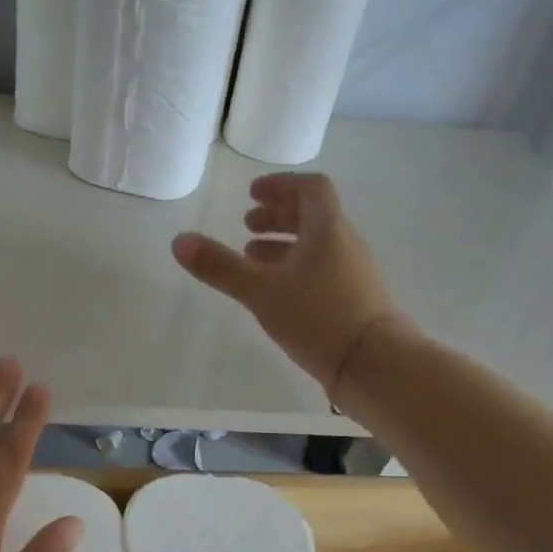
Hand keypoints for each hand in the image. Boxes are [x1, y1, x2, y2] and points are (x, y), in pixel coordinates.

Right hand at [172, 171, 399, 396]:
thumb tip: (179, 241)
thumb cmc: (318, 317)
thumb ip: (221, 267)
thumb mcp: (261, 291)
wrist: (373, 364)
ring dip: (283, 246)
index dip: (280, 186)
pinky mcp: (353, 301)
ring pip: (315, 247)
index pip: (310, 188)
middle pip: (312, 216)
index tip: (252, 195)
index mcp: (327, 229)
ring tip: (252, 258)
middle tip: (246, 225)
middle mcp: (344, 244)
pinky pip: (320, 272)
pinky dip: (295, 270)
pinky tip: (276, 294)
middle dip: (277, 216)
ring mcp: (351, 274)